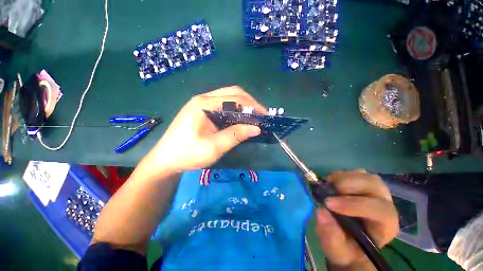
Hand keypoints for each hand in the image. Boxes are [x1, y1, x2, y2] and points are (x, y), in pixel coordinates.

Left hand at [140, 86, 265, 172]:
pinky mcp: (201, 110)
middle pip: (232, 92)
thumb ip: (235, 135)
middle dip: (249, 102)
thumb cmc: (187, 154)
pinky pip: (222, 104)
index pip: (234, 98)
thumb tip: (256, 128)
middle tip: (260, 115)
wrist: (165, 159)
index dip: (252, 105)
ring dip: (242, 104)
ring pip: (227, 97)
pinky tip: (239, 118)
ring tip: (252, 116)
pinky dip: (234, 109)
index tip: (264, 115)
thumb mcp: (214, 147)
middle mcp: (203, 98)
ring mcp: (201, 103)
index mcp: (204, 104)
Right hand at [315, 170, 398, 269]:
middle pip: (374, 184)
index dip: (354, 205)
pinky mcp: (362, 183)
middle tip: (328, 191)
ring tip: (328, 187)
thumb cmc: (346, 248)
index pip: (378, 209)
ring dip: (342, 178)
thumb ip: (331, 237)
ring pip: (364, 175)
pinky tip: (331, 184)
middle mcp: (384, 204)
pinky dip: (339, 175)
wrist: (348, 239)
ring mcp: (374, 191)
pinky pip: (353, 172)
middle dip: (349, 185)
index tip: (328, 204)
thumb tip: (321, 212)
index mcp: (385, 225)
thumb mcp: (337, 251)